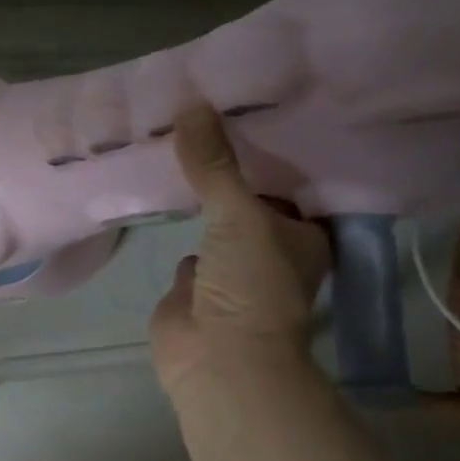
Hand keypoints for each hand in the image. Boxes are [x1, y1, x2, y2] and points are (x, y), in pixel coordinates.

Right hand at [149, 104, 330, 397]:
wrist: (217, 358)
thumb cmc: (251, 285)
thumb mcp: (239, 216)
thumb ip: (215, 165)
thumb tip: (190, 103)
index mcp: (303, 233)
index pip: (291, 180)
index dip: (273, 146)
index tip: (248, 106)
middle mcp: (271, 247)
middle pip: (249, 196)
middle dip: (229, 166)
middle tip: (204, 115)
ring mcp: (230, 267)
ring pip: (214, 219)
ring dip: (199, 194)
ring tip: (176, 145)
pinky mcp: (194, 283)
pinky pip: (183, 241)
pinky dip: (172, 222)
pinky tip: (156, 193)